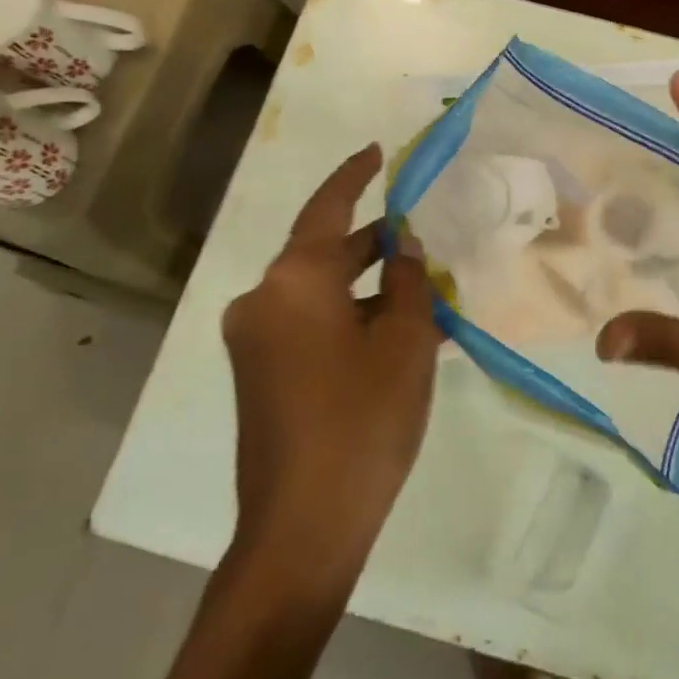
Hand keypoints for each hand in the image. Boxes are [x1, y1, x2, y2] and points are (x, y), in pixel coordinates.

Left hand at [221, 144, 440, 583]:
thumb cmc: (363, 420)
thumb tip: (403, 247)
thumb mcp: (405, 341)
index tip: (377, 152)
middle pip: (324, 251)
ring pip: (320, 292)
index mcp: (294, 281)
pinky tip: (394, 333)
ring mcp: (255, 340)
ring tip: (423, 289)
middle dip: (374, 242)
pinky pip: (309, 324)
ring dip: (366, 286)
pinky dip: (349, 317)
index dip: (355, 176)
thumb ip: (406, 281)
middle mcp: (262, 300)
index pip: (328, 208)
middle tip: (424, 231)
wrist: (304, 526)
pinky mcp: (259, 374)